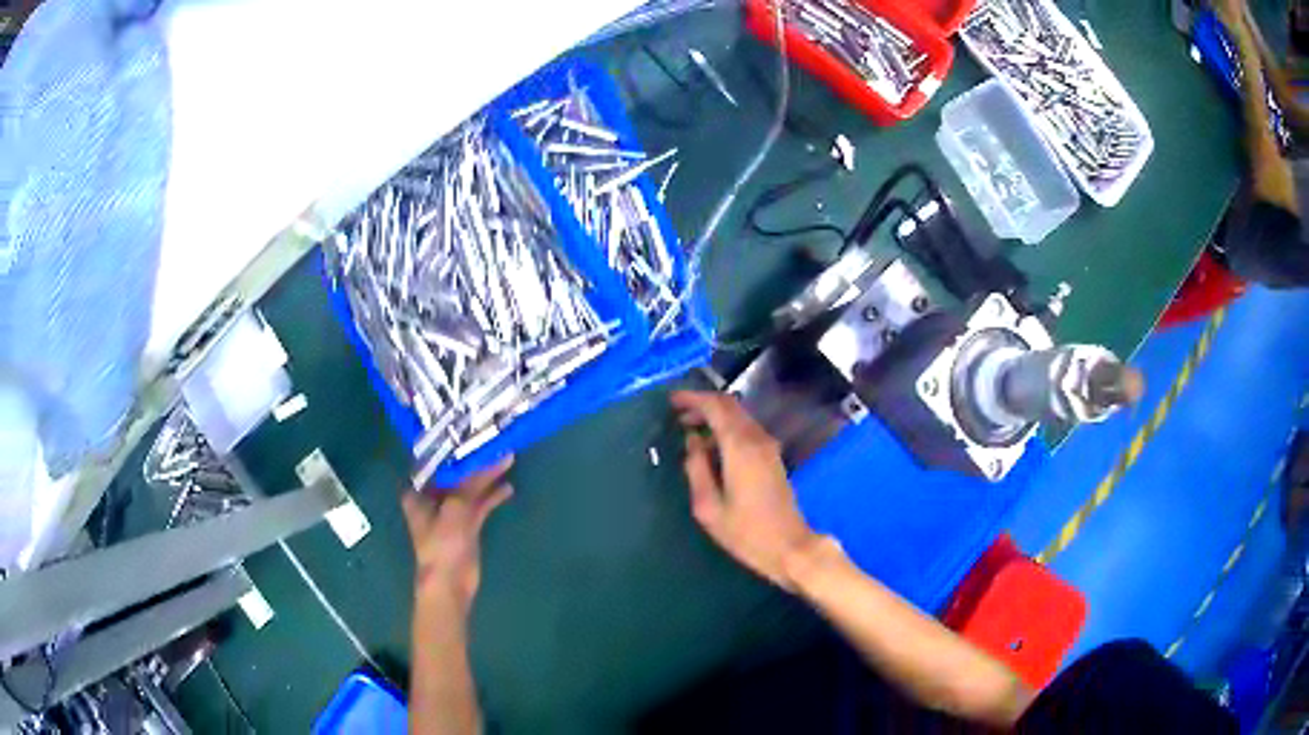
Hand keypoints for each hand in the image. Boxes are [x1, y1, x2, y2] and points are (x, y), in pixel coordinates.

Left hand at [402, 456, 513, 613]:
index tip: (469, 429)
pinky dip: (492, 496)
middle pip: (455, 473)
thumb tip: (500, 454)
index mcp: (419, 491)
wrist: (449, 582)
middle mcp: (432, 498)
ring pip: (470, 488)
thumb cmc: (443, 543)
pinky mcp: (467, 526)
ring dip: (486, 477)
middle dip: (473, 460)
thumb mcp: (457, 506)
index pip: (436, 461)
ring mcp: (451, 513)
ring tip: (506, 459)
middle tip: (493, 441)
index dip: (452, 446)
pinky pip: (481, 504)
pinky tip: (508, 487)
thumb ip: (475, 481)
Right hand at [672, 391, 817, 590]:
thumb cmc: (745, 532)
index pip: (715, 407)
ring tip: (690, 430)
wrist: (790, 547)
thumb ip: (696, 470)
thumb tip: (692, 442)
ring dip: (715, 416)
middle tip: (678, 414)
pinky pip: (747, 430)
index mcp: (740, 447)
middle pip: (730, 405)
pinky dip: (727, 428)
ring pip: (740, 416)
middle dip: (703, 404)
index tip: (671, 401)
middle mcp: (757, 439)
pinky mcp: (773, 457)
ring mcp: (769, 447)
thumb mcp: (708, 507)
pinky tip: (712, 446)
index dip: (692, 398)